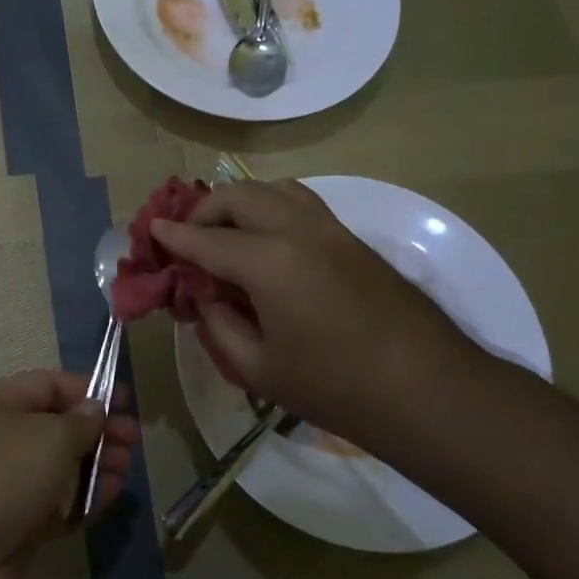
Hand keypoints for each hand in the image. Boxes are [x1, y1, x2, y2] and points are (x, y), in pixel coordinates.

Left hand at [0, 371, 139, 578]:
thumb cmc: (0, 474)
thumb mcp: (49, 436)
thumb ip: (80, 422)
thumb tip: (95, 410)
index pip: (49, 385)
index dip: (89, 391)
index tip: (126, 403)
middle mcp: (0, 438)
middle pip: (58, 426)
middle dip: (98, 431)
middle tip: (133, 442)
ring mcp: (7, 483)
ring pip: (60, 467)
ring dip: (96, 466)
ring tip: (125, 471)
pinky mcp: (16, 524)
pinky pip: (57, 504)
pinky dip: (83, 500)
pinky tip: (109, 499)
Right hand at [150, 179, 489, 448]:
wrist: (428, 390)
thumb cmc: (335, 387)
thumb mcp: (259, 368)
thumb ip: (219, 325)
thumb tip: (205, 297)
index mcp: (269, 262)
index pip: (206, 240)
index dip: (174, 236)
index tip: (151, 230)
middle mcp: (297, 230)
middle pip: (239, 196)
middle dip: (204, 210)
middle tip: (188, 236)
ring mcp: (331, 229)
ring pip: (275, 188)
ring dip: (241, 201)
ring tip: (226, 230)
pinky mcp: (352, 238)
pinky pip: (301, 203)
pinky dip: (272, 206)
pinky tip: (267, 239)